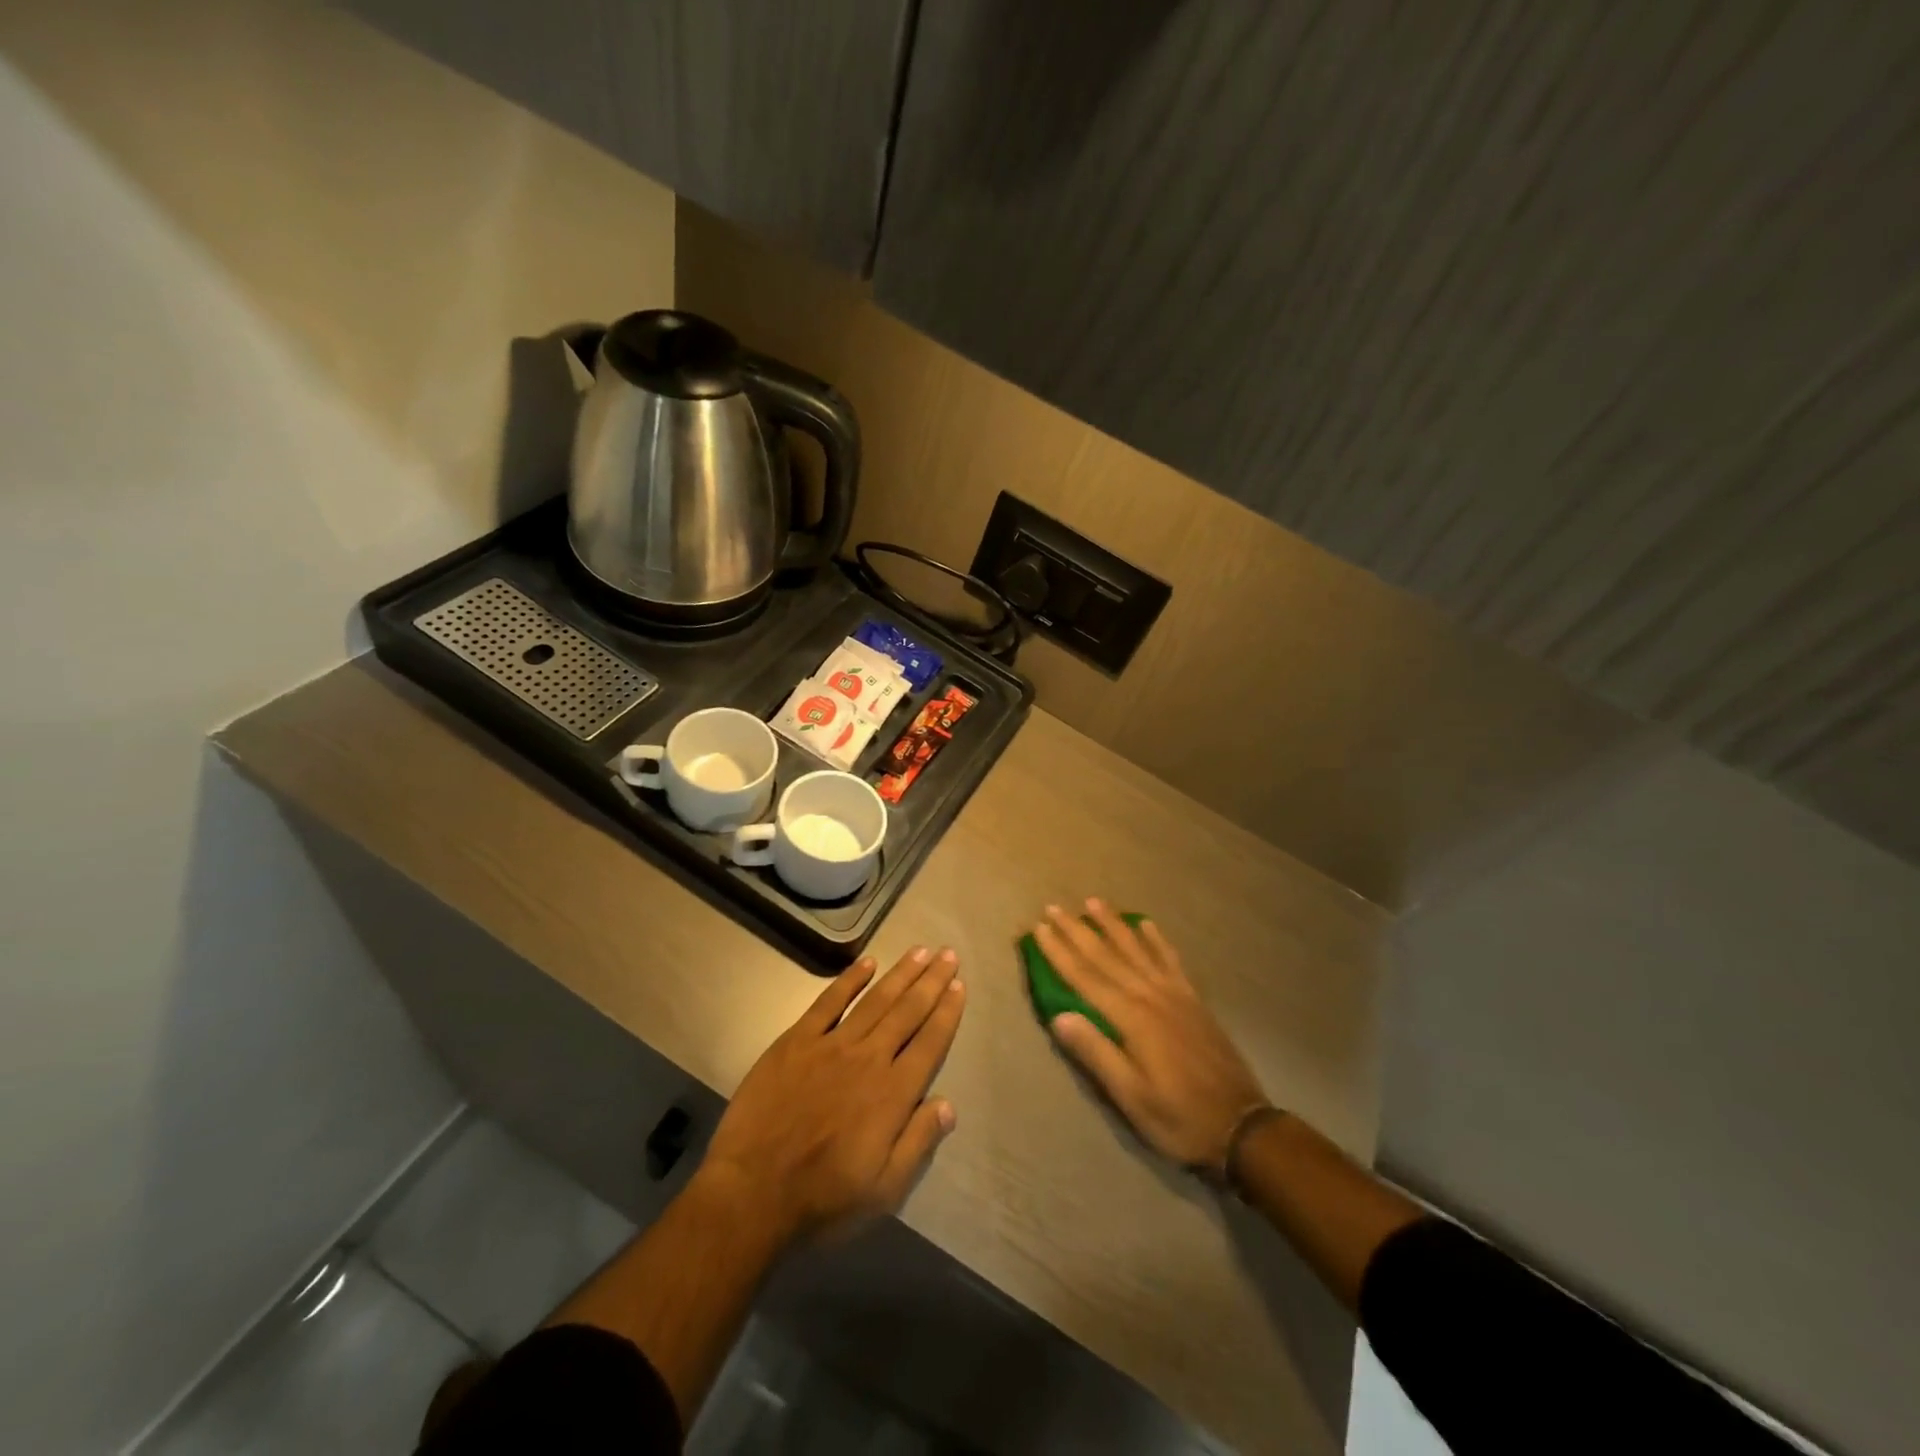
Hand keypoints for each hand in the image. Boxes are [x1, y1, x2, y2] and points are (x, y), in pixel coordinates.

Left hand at [702, 947, 964, 1244]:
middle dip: (931, 981)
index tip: (959, 986)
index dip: (947, 1013)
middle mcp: (869, 1059)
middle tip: (949, 954)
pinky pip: (828, 1002)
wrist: (751, 1194)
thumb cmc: (823, 1199)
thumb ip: (918, 1143)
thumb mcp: (883, 1190)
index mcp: (893, 1095)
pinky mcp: (796, 1042)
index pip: (929, 1043)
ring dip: (901, 974)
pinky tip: (868, 963)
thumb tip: (949, 1104)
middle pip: (907, 1012)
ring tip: (921, 951)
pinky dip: (850, 980)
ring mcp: (831, 1046)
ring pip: (875, 1000)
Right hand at [1036, 901, 1265, 1172]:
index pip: (1085, 977)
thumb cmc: (1178, 1118)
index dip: (1059, 952)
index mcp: (1131, 1018)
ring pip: (1137, 949)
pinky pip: (1171, 960)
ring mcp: (1175, 994)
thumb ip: (1096, 1053)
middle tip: (1053, 908)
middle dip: (1078, 930)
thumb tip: (1058, 1016)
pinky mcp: (1193, 1000)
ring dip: (1113, 924)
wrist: (1242, 1127)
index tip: (1038, 929)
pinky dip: (1157, 940)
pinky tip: (1147, 924)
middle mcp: (1151, 996)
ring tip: (1094, 902)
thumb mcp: (1131, 1097)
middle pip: (1107, 955)